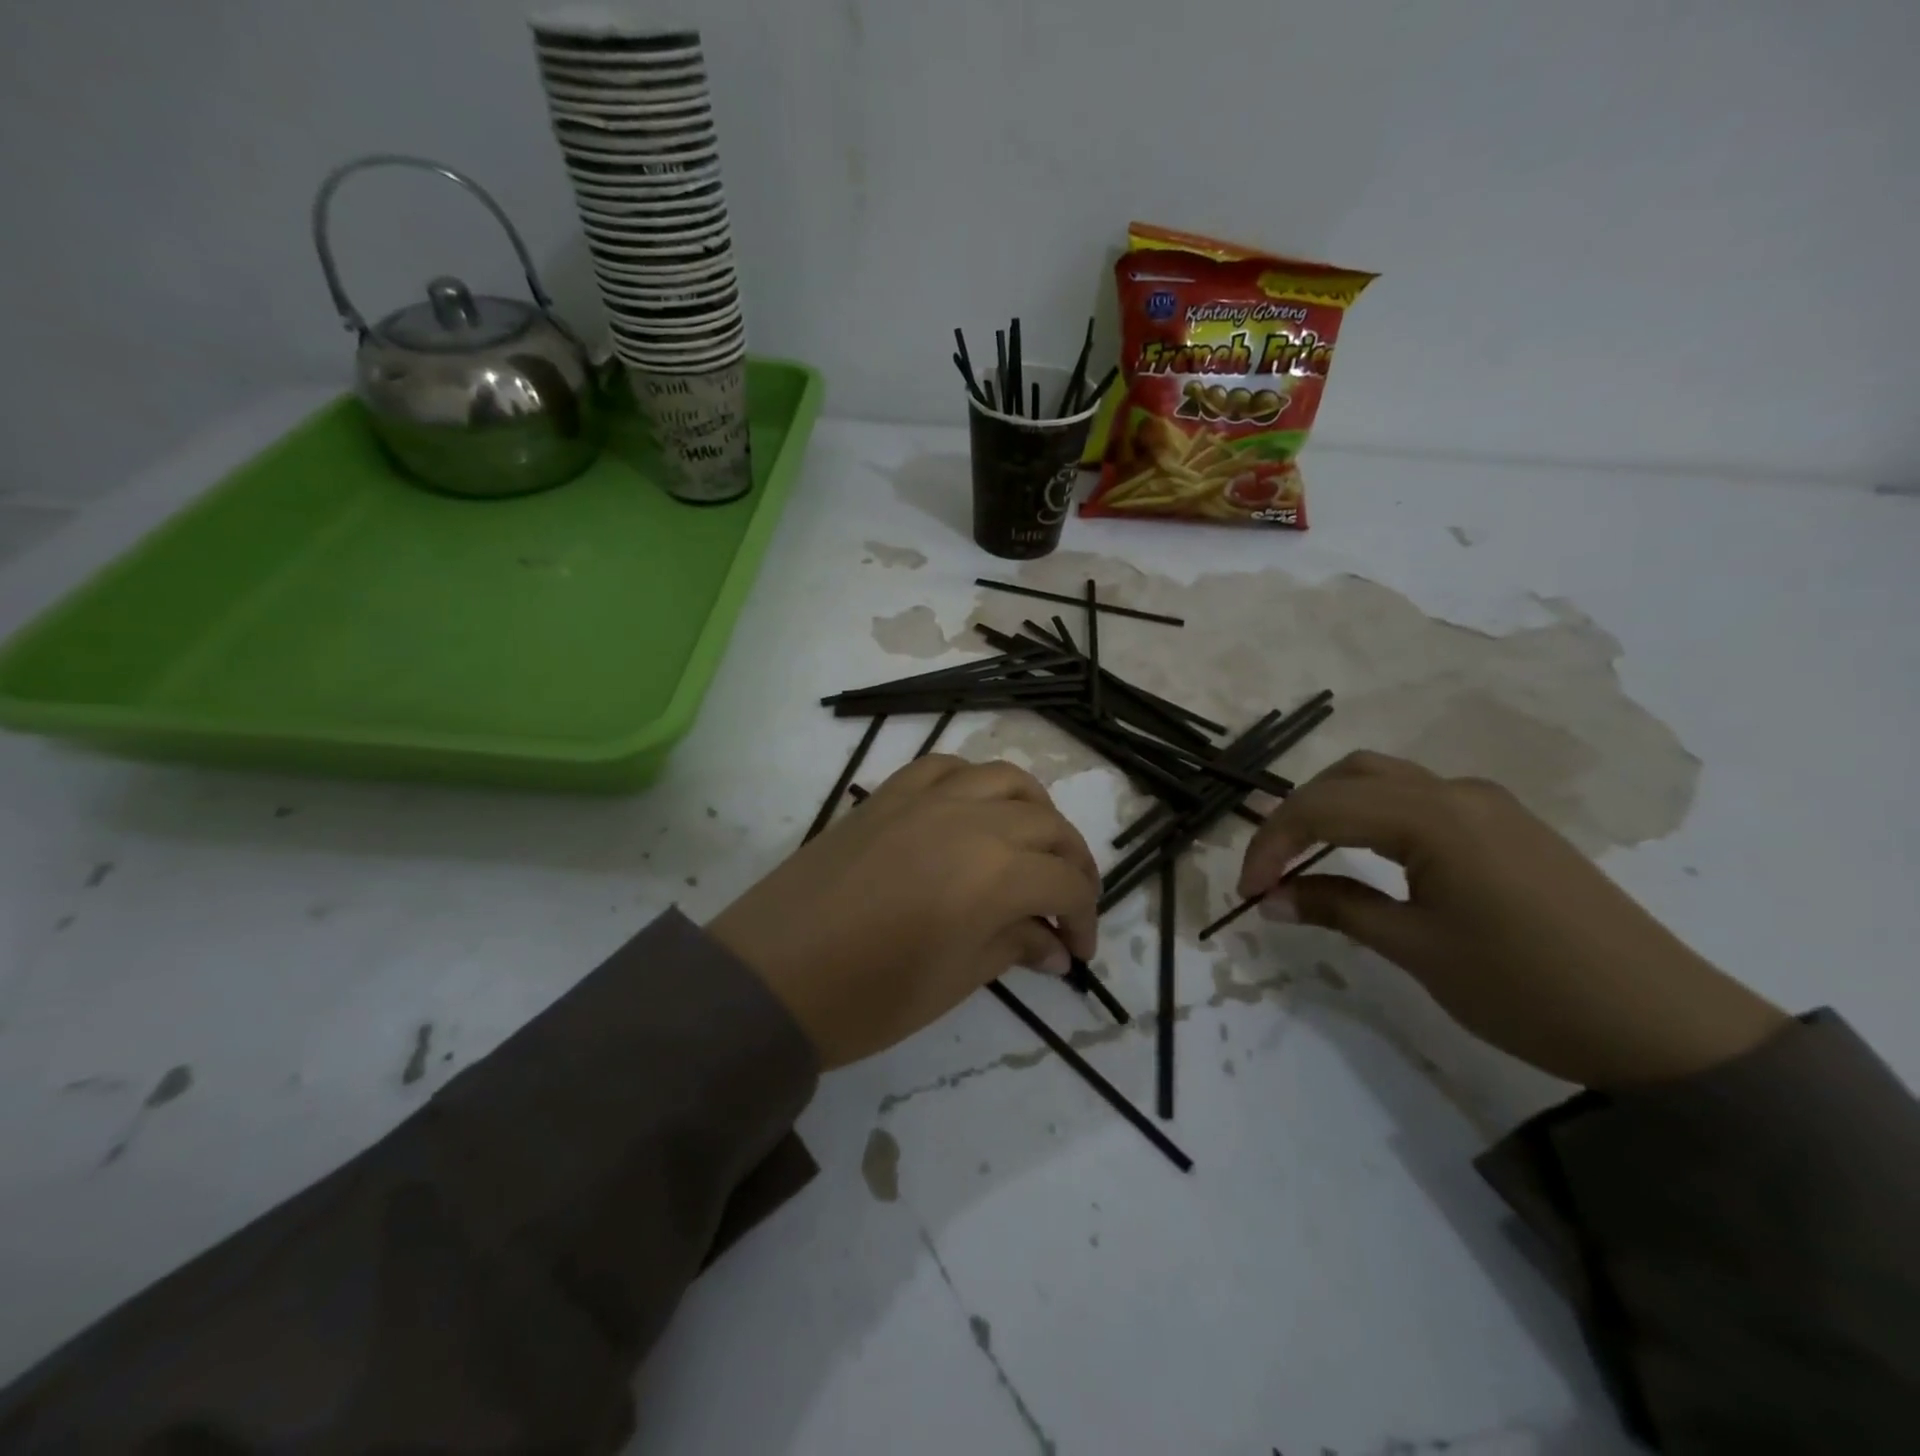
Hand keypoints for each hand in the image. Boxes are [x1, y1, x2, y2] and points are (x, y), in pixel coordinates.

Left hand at [710, 756, 1099, 1068]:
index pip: (1066, 881)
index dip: (1084, 917)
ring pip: (1006, 780)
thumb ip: (1013, 947)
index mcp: (995, 871)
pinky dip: (975, 783)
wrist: (769, 976)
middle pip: (1048, 825)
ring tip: (1033, 850)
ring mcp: (926, 797)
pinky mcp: (888, 794)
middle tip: (1069, 905)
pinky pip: (947, 767)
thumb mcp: (955, 980)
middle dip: (1073, 865)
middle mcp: (971, 818)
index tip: (1078, 951)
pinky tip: (974, 812)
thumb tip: (1054, 946)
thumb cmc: (867, 996)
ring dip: (1035, 813)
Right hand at [1237, 751, 1788, 1088]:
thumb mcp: (1417, 950)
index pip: (1322, 809)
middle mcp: (1457, 791)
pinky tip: (1366, 853)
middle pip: (1347, 777)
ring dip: (1333, 807)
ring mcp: (1488, 803)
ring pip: (1383, 779)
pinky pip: (1419, 798)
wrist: (1667, 1027)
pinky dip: (1372, 814)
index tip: (1247, 892)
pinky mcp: (1507, 824)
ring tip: (1305, 854)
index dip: (1270, 845)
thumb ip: (1336, 909)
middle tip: (1269, 870)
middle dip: (1294, 817)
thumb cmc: (1528, 989)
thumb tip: (1269, 899)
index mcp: (1434, 817)